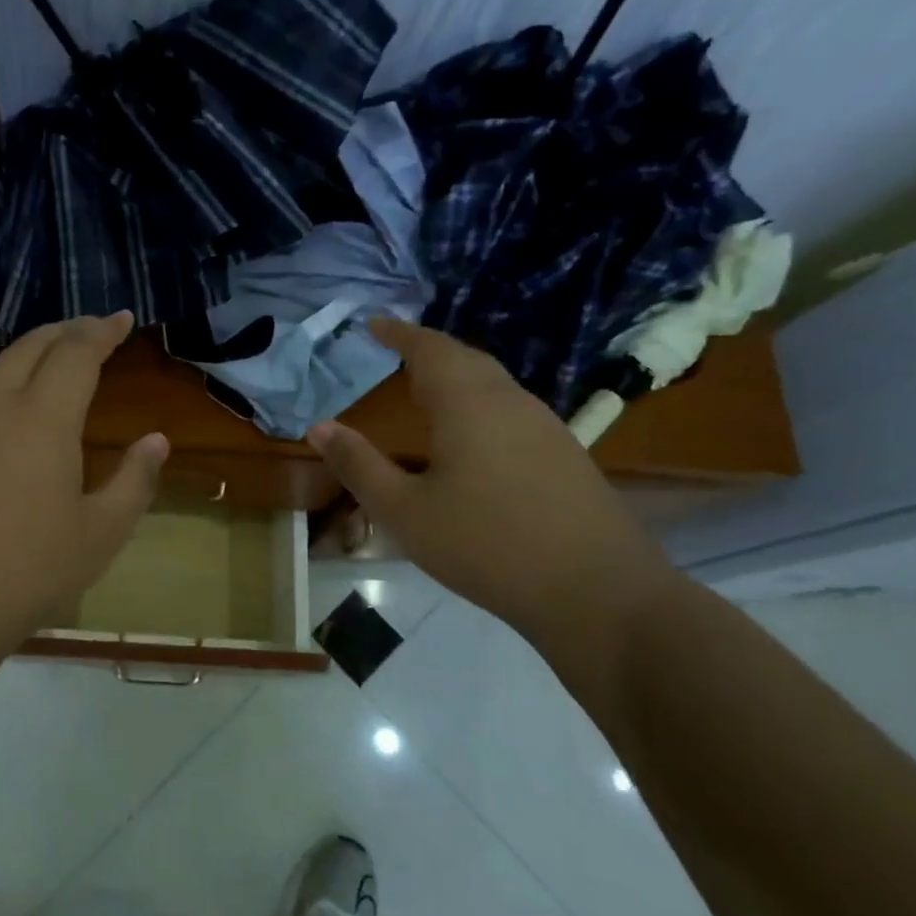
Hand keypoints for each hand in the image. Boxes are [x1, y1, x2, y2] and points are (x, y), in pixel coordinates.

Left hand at [0, 312, 167, 658]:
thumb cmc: (26, 572)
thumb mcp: (100, 534)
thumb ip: (134, 481)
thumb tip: (156, 440)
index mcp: (42, 419)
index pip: (75, 353)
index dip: (101, 331)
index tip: (122, 319)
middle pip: (29, 348)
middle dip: (63, 331)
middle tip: (89, 329)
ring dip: (26, 358)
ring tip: (48, 365)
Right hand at [308, 319, 674, 645]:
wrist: (597, 591)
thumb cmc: (486, 545)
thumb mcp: (404, 511)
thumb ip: (359, 465)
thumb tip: (318, 427)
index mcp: (468, 403)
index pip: (429, 348)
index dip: (399, 333)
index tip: (373, 323)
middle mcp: (510, 401)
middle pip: (465, 359)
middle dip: (427, 351)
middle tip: (395, 354)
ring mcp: (545, 426)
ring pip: (492, 384)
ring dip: (456, 377)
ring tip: (426, 392)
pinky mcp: (564, 454)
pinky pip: (510, 410)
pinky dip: (478, 404)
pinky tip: (471, 439)